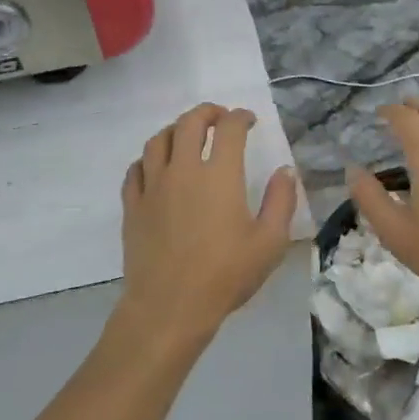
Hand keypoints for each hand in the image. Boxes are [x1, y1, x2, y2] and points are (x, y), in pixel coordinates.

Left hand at [117, 103, 298, 352]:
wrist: (169, 307)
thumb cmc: (225, 275)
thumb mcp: (269, 242)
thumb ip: (281, 201)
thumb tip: (285, 170)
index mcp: (218, 175)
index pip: (229, 129)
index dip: (240, 117)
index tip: (249, 121)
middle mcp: (182, 170)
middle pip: (189, 123)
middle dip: (207, 112)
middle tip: (219, 118)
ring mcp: (152, 187)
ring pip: (157, 140)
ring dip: (175, 129)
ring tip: (186, 134)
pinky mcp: (132, 206)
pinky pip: (135, 169)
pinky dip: (148, 159)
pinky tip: (156, 166)